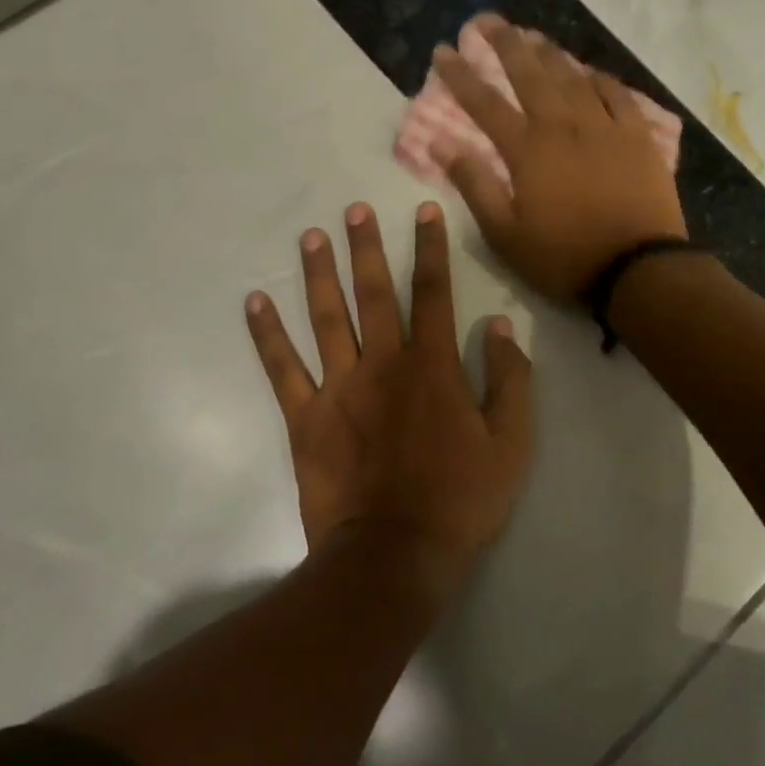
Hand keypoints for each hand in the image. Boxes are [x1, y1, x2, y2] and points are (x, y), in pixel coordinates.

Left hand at [245, 201, 533, 588]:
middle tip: (354, 210)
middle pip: (372, 294)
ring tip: (310, 237)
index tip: (424, 211)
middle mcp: (382, 364)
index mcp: (431, 367)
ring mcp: (338, 388)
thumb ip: (508, 379)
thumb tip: (498, 326)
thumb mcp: (510, 443)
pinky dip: (266, 335)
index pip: (432, 293)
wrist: (395, 556)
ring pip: (325, 318)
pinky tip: (254, 302)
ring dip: (318, 275)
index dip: (430, 249)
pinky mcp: (305, 418)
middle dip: (365, 248)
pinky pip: (282, 369)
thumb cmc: (459, 500)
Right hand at [431, 18, 687, 301]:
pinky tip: (590, 71)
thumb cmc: (564, 257)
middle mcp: (563, 126)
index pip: (485, 103)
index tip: (443, 50)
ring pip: (572, 77)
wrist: (637, 269)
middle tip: (487, 20)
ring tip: (533, 35)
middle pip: (530, 74)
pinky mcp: (637, 137)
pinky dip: (600, 79)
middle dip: (505, 44)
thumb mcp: (505, 234)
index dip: (461, 75)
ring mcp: (604, 127)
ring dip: (550, 53)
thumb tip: (441, 144)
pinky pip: (617, 95)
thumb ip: (474, 185)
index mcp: (528, 150)